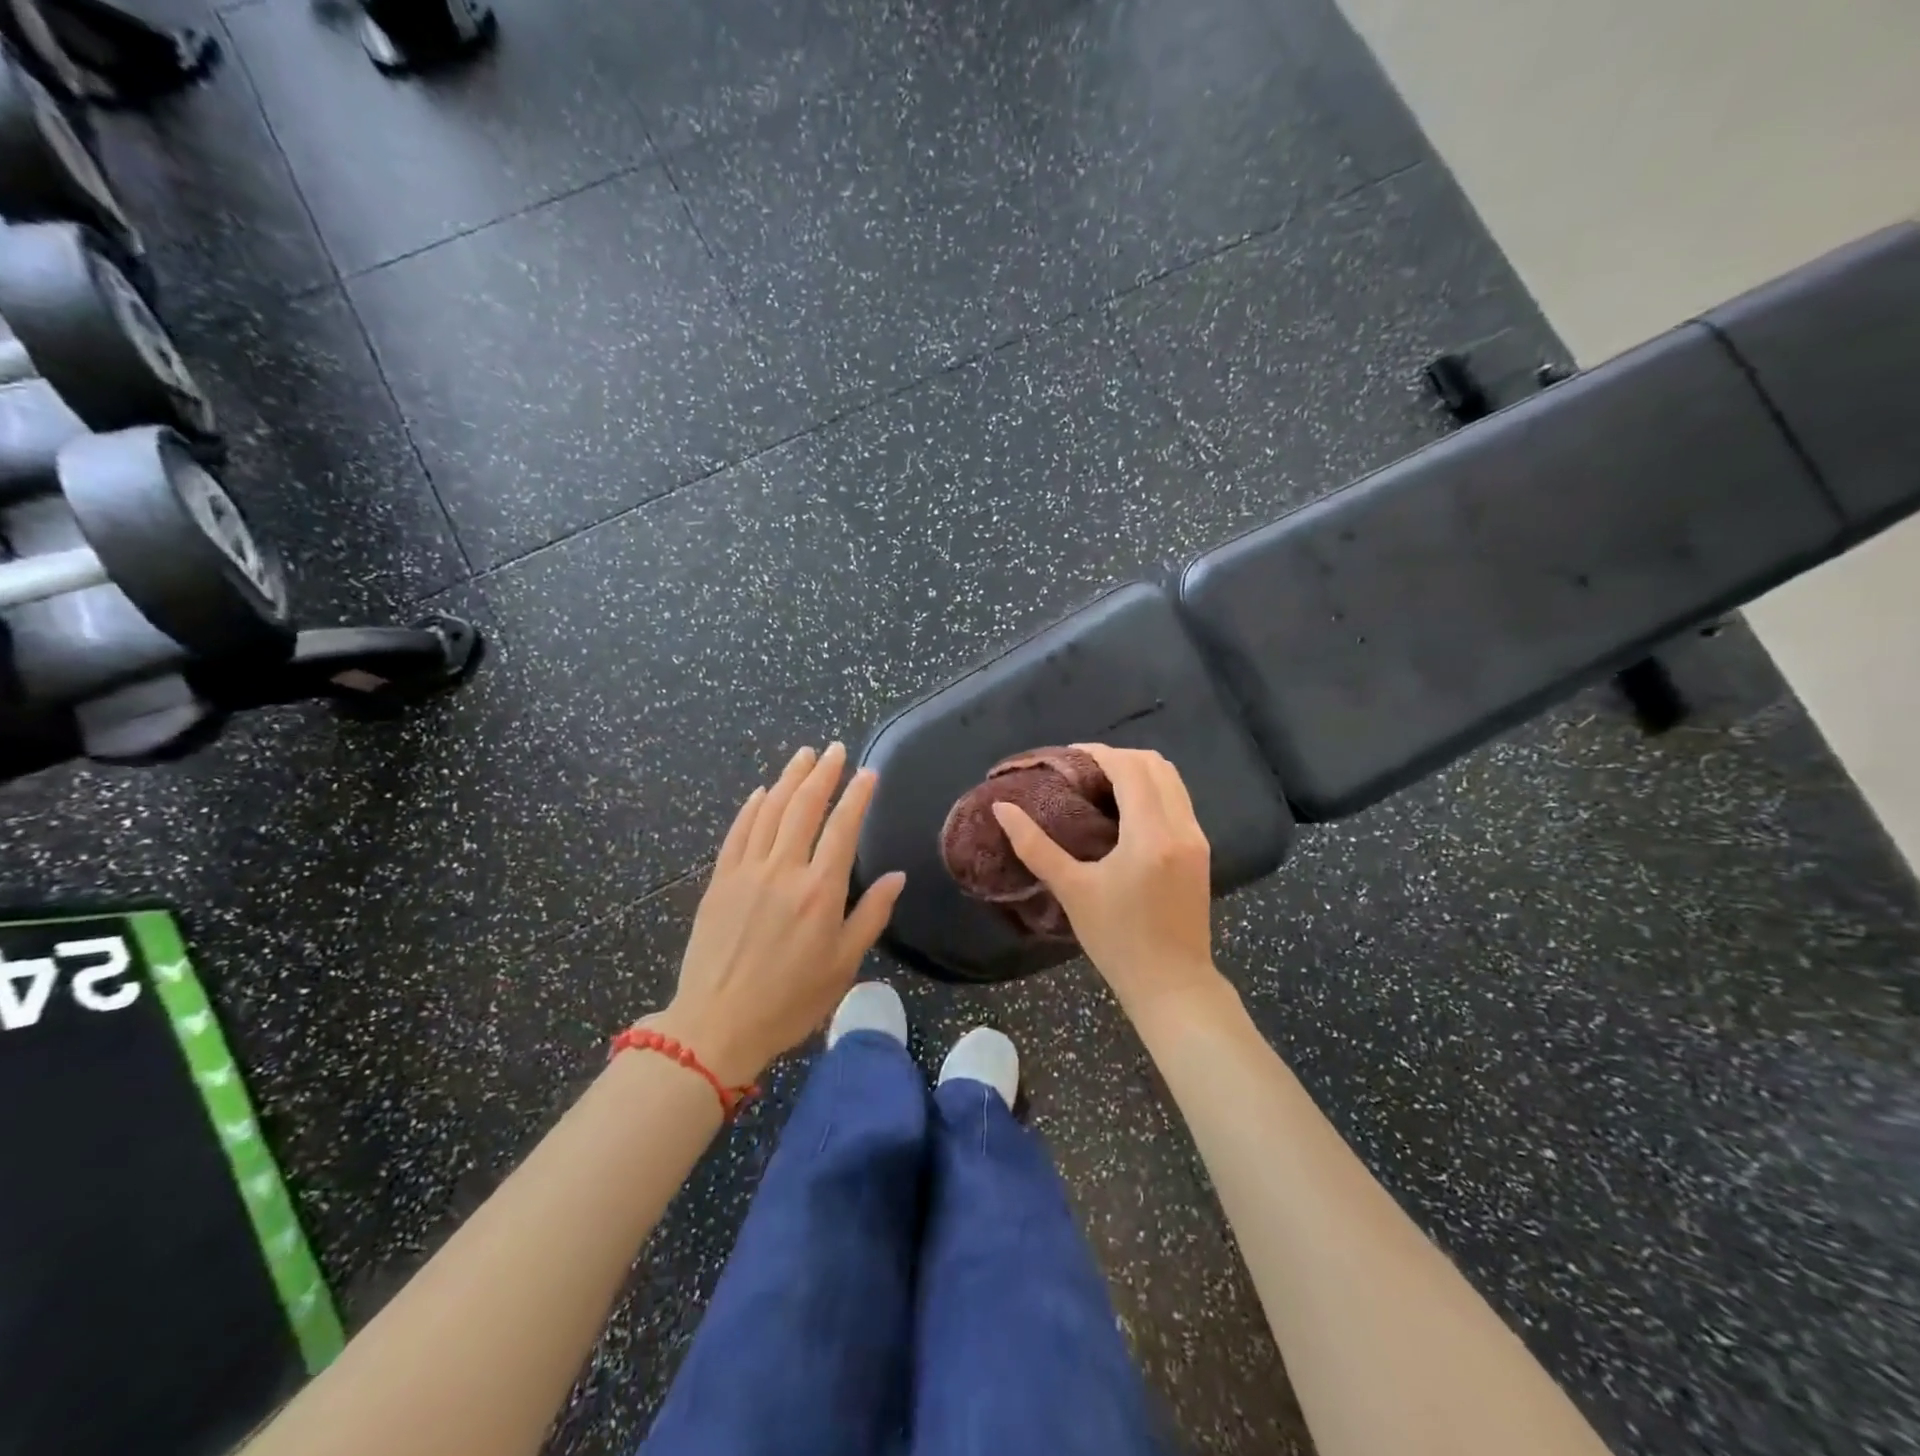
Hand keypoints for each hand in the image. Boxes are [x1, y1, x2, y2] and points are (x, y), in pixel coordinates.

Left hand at [649, 743, 905, 1085]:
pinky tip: (761, 792)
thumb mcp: (844, 964)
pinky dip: (752, 808)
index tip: (868, 773)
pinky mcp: (720, 881)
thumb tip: (896, 876)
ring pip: (770, 811)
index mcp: (820, 890)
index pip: (843, 827)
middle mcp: (784, 870)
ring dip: (789, 779)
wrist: (717, 1024)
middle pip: (804, 807)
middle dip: (823, 773)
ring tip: (804, 755)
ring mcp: (747, 871)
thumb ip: (871, 915)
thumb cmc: (790, 1000)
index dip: (857, 796)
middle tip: (834, 748)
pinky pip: (738, 833)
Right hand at [992, 744, 1227, 1020]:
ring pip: (1172, 779)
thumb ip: (1035, 846)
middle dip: (1118, 757)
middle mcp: (1181, 827)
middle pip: (1155, 764)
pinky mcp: (1201, 851)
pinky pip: (1178, 800)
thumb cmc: (1117, 940)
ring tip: (1100, 786)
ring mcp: (1197, 838)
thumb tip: (1002, 809)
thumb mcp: (1072, 891)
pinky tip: (1124, 811)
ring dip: (1138, 771)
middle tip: (1081, 771)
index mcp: (1150, 834)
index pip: (1129, 768)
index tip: (1067, 757)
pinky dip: (1152, 790)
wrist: (1172, 984)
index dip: (1097, 753)